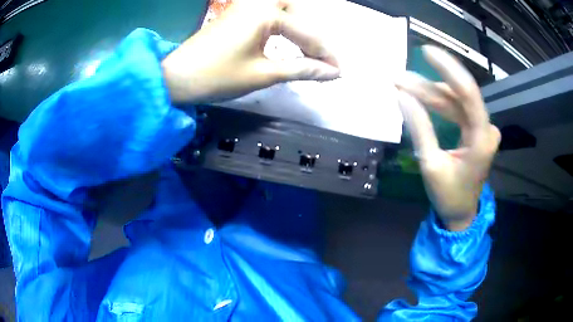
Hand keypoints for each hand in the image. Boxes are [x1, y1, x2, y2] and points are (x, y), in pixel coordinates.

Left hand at [162, 0, 339, 103]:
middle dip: (313, 37)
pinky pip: (269, 16)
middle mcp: (258, 3)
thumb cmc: (217, 76)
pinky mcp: (237, 14)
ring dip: (299, 30)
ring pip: (285, 12)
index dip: (324, 56)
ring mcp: (245, 7)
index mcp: (266, 13)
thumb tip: (332, 72)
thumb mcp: (263, 74)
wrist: (176, 78)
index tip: (339, 73)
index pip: (306, 34)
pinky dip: (283, 29)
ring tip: (308, 53)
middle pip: (298, 14)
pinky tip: (287, 42)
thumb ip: (301, 69)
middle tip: (322, 60)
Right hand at [396, 46, 500, 231]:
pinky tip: (420, 98)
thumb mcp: (431, 165)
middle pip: (458, 96)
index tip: (427, 52)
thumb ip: (420, 129)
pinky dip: (437, 103)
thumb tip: (402, 97)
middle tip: (398, 78)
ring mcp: (482, 128)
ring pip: (455, 101)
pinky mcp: (475, 130)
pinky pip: (457, 109)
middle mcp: (486, 128)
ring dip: (430, 94)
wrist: (461, 213)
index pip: (468, 93)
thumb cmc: (449, 195)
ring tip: (403, 87)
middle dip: (427, 86)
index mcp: (482, 139)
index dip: (448, 69)